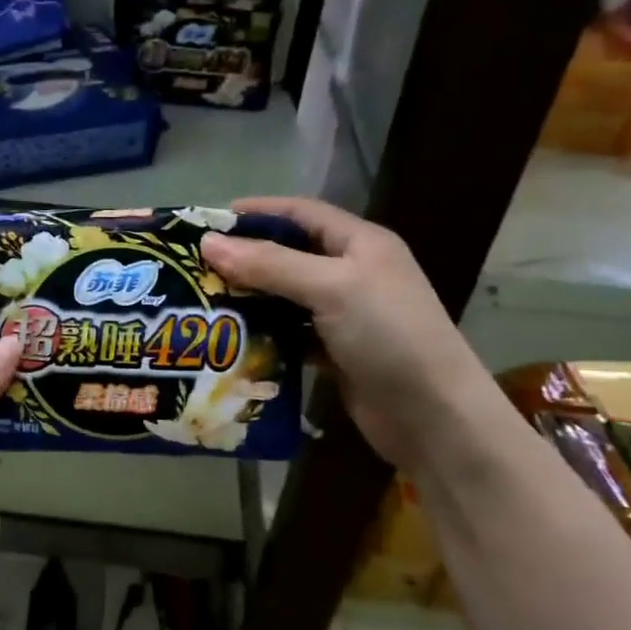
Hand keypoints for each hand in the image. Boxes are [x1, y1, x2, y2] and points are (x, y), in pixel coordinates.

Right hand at [200, 196, 496, 471]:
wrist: (433, 417)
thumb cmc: (389, 336)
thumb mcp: (330, 288)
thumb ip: (270, 264)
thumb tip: (208, 242)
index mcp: (361, 243)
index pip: (301, 214)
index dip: (258, 212)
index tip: (210, 221)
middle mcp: (353, 272)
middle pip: (289, 254)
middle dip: (246, 258)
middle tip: (197, 267)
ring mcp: (347, 314)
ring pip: (287, 297)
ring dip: (251, 298)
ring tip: (205, 301)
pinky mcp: (337, 352)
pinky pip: (291, 333)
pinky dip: (265, 334)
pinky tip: (234, 339)